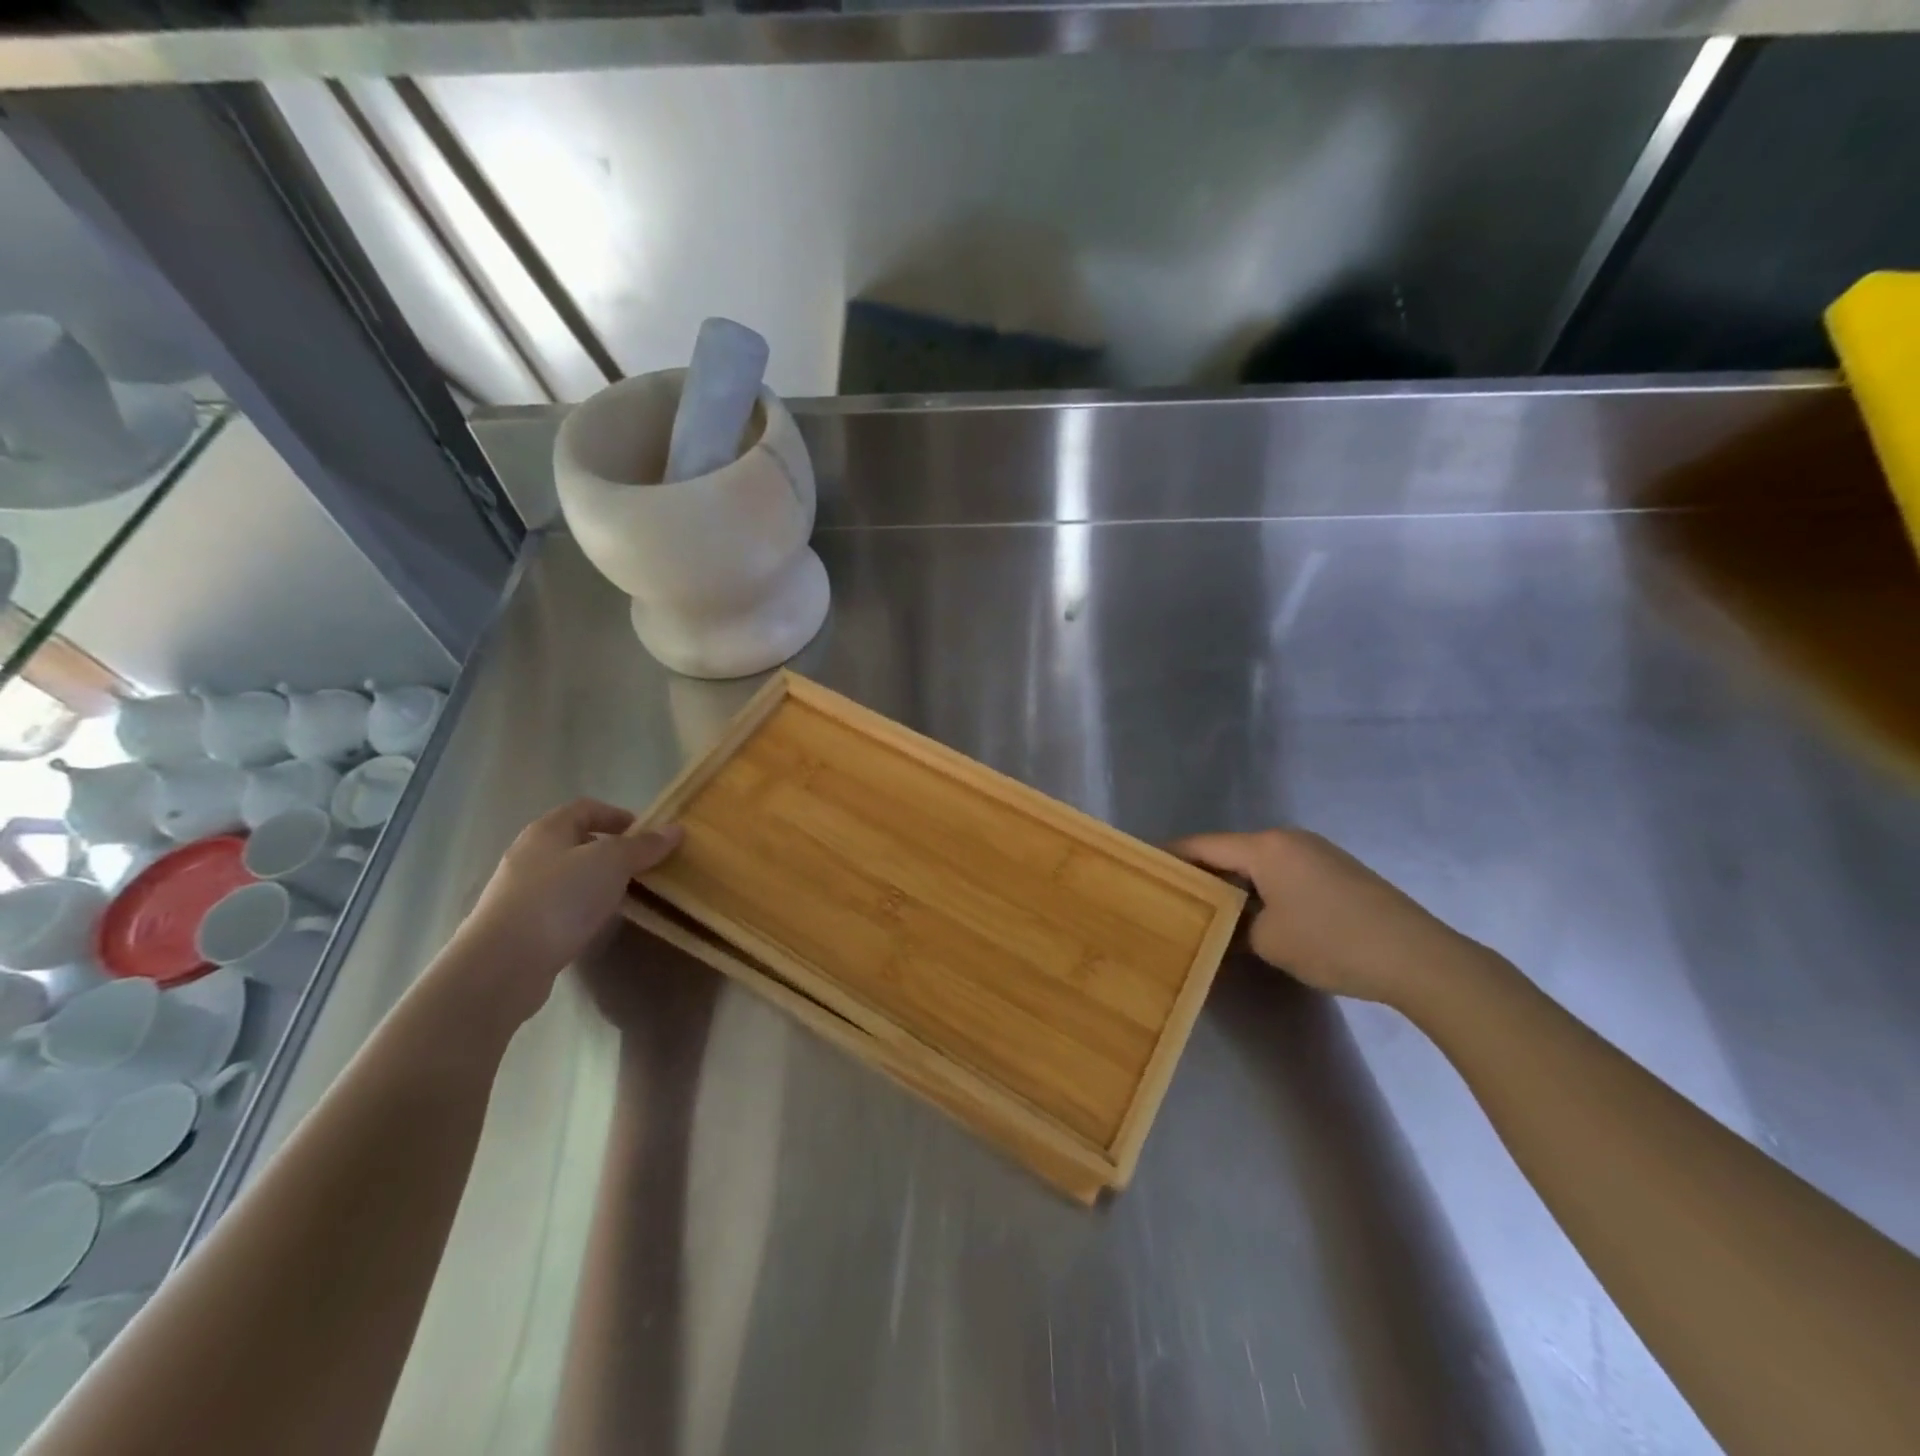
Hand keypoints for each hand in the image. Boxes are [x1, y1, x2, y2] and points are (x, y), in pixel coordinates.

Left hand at [453, 800, 681, 1013]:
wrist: (503, 964)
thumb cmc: (559, 899)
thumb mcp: (611, 863)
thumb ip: (643, 845)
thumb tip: (675, 829)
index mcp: (547, 830)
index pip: (586, 808)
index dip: (618, 815)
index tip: (647, 833)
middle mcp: (530, 854)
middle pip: (576, 841)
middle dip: (611, 849)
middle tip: (643, 865)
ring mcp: (521, 891)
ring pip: (569, 875)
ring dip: (598, 880)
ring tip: (627, 895)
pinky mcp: (520, 925)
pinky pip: (560, 905)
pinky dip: (583, 907)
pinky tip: (598, 922)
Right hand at [1174, 828, 1487, 1008]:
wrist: (1416, 957)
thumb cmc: (1330, 941)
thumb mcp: (1268, 941)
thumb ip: (1237, 927)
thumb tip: (1232, 923)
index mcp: (1266, 847)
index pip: (1204, 846)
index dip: (1173, 855)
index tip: (1147, 865)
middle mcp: (1289, 840)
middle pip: (1232, 851)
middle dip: (1205, 873)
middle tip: (1177, 895)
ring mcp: (1318, 853)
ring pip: (1260, 863)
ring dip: (1237, 884)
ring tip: (1213, 909)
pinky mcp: (1339, 871)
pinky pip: (1286, 873)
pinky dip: (1265, 889)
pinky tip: (1259, 915)